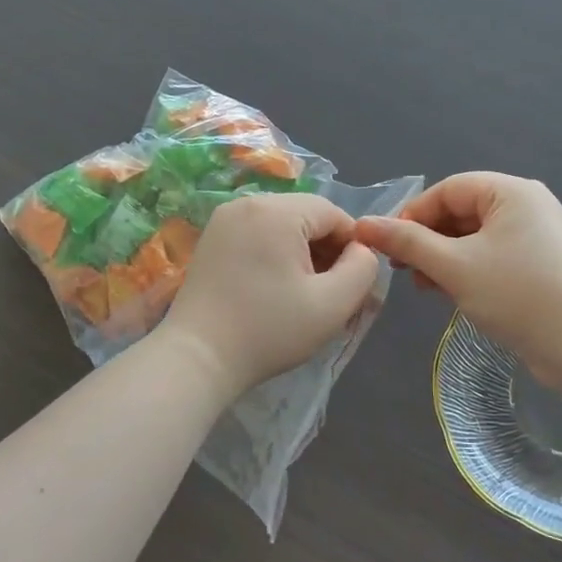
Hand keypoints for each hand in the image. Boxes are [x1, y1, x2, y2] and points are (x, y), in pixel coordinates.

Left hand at [158, 194, 383, 396]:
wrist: (198, 358)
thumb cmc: (269, 330)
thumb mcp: (333, 304)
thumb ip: (363, 269)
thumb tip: (362, 250)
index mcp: (278, 210)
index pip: (334, 213)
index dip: (352, 246)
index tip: (351, 284)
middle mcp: (248, 203)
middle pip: (307, 216)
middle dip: (325, 249)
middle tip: (328, 293)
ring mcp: (224, 219)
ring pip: (282, 225)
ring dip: (300, 253)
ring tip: (302, 294)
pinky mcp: (210, 239)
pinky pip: (257, 235)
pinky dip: (274, 255)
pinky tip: (273, 289)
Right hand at [355, 173, 561, 392]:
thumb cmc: (518, 294)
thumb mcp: (454, 267)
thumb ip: (408, 243)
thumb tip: (363, 225)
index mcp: (510, 192)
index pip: (448, 189)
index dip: (412, 214)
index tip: (386, 245)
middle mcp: (526, 206)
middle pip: (462, 212)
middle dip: (427, 239)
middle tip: (400, 269)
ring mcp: (536, 236)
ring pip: (475, 237)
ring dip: (443, 257)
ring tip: (420, 285)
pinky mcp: (540, 265)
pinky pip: (493, 256)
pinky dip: (467, 269)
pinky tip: (448, 292)